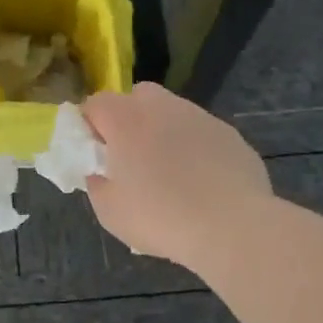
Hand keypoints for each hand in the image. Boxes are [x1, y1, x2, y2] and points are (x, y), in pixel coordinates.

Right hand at [81, 82, 273, 267]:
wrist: (232, 226)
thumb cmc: (160, 218)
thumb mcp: (110, 212)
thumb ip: (97, 185)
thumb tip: (100, 173)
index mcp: (125, 120)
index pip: (96, 103)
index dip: (90, 125)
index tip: (96, 154)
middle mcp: (162, 107)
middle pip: (137, 96)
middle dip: (129, 118)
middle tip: (131, 157)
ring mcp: (200, 117)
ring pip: (172, 112)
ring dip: (164, 132)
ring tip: (171, 173)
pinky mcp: (229, 133)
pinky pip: (201, 133)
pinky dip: (195, 148)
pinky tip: (202, 182)